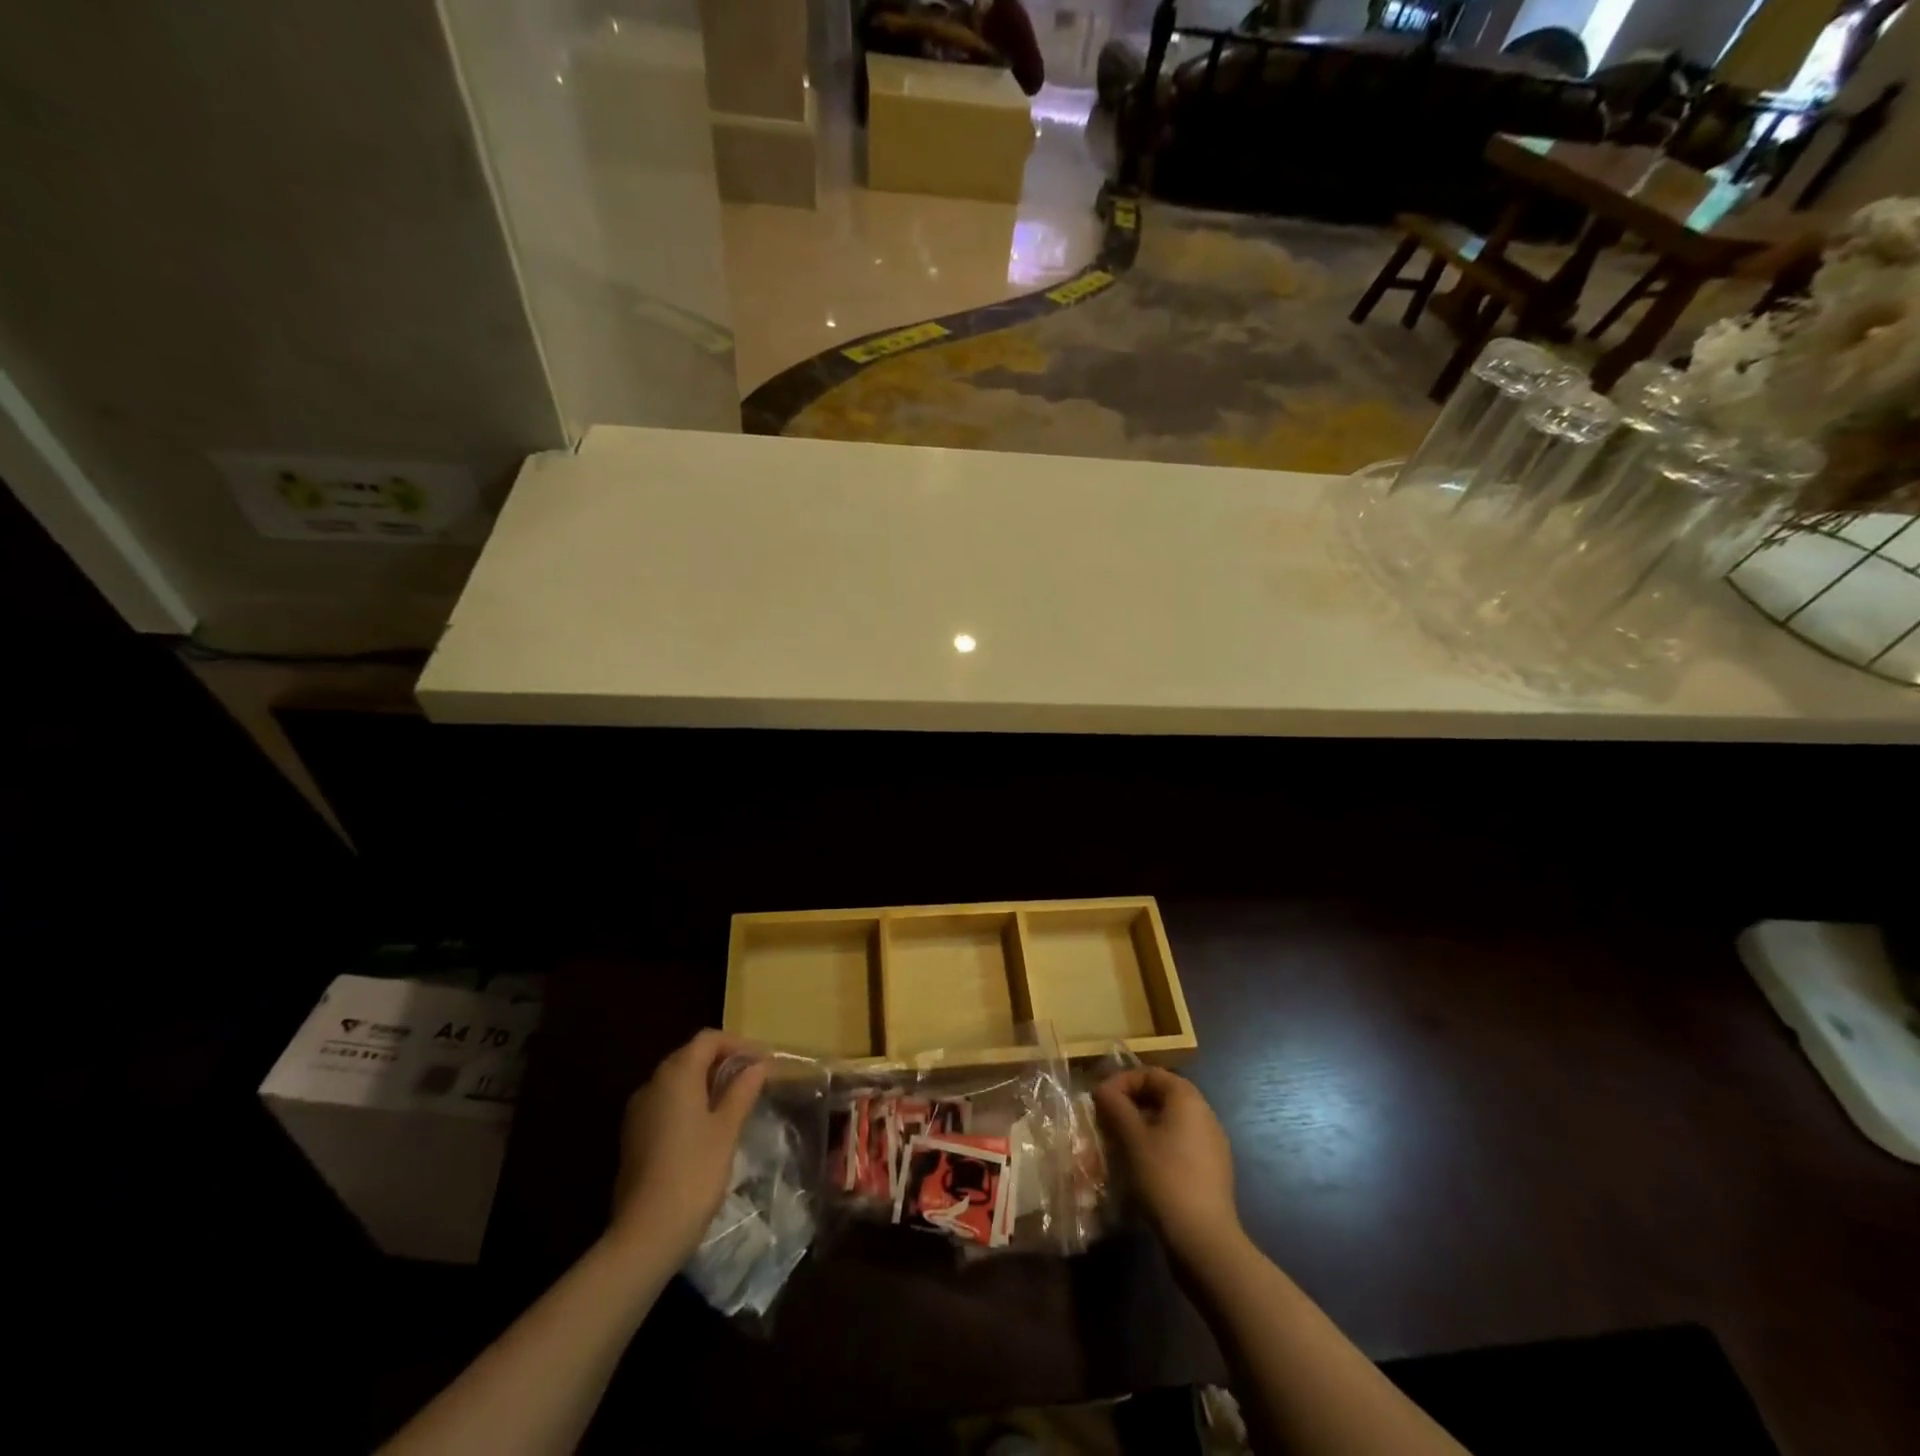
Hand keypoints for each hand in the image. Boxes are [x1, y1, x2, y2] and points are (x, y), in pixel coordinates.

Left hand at [609, 1030, 766, 1266]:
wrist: (646, 1233)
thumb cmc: (695, 1172)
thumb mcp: (727, 1129)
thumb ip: (742, 1091)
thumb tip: (757, 1066)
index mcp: (676, 1074)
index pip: (708, 1040)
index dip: (738, 1044)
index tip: (763, 1061)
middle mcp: (652, 1084)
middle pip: (690, 1056)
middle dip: (722, 1061)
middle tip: (752, 1078)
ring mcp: (638, 1111)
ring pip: (676, 1080)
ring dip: (705, 1082)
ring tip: (734, 1101)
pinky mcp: (633, 1136)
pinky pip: (665, 1103)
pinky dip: (688, 1102)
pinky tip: (707, 1125)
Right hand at [1094, 1068, 1241, 1262]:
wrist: (1205, 1240)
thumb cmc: (1165, 1178)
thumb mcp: (1132, 1139)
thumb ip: (1116, 1107)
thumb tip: (1103, 1089)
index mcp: (1187, 1098)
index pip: (1150, 1074)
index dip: (1122, 1082)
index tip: (1100, 1100)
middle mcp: (1204, 1113)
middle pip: (1162, 1096)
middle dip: (1131, 1104)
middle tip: (1107, 1121)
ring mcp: (1212, 1143)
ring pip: (1170, 1122)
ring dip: (1143, 1126)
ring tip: (1120, 1145)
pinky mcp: (1212, 1169)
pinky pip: (1180, 1144)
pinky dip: (1158, 1145)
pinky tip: (1142, 1167)